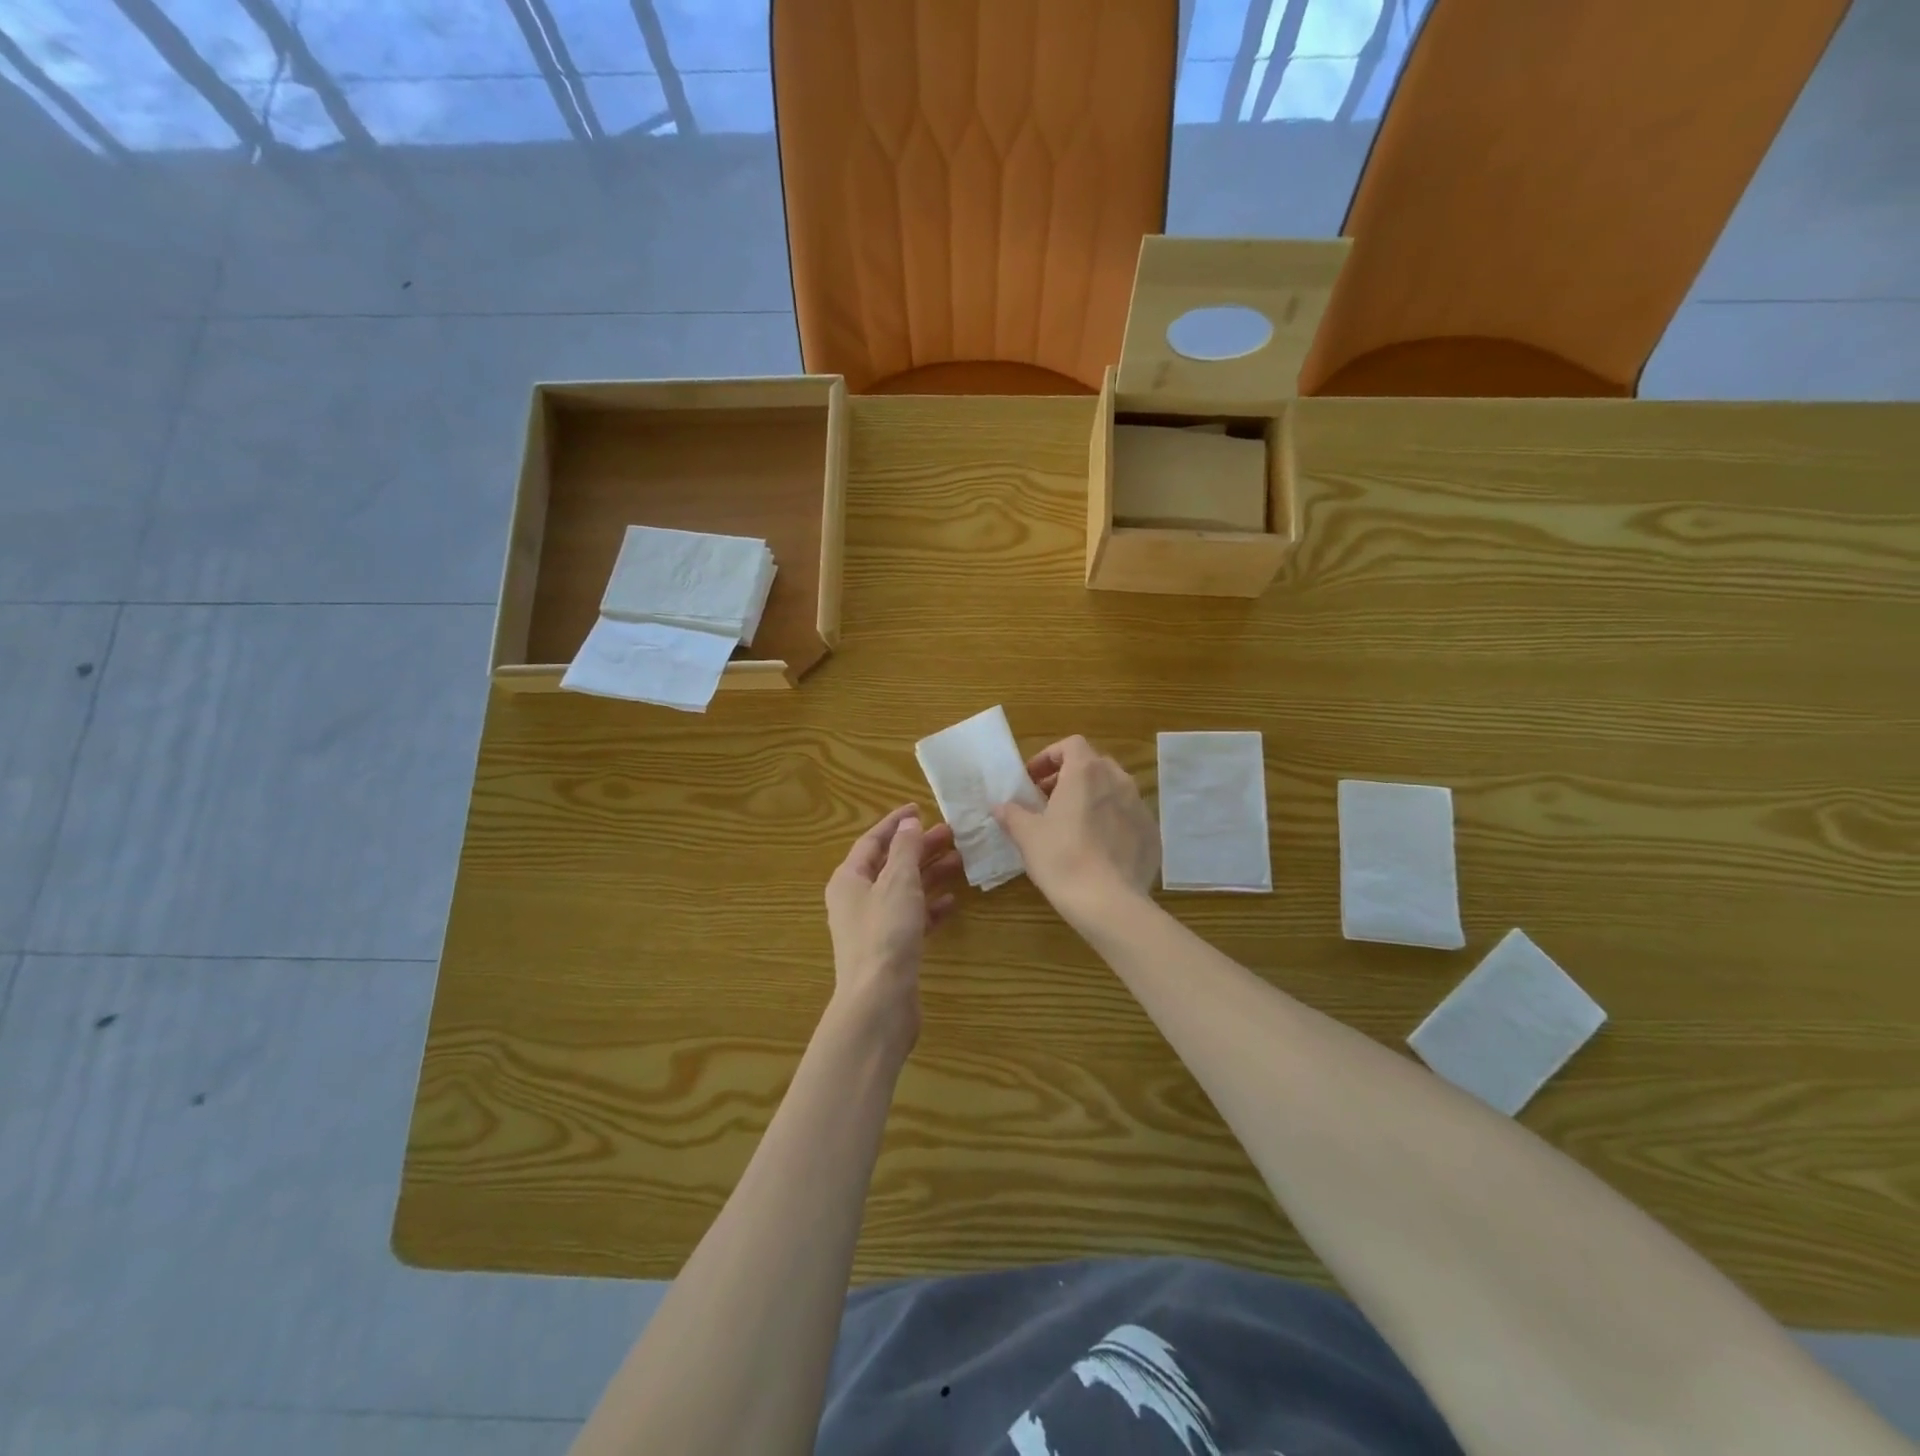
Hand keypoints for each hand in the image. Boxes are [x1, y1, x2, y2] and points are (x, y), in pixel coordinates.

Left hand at [823, 804, 961, 1054]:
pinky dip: (930, 908)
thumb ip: (905, 850)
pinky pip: (912, 919)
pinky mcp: (891, 950)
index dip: (896, 823)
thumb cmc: (885, 933)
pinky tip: (952, 902)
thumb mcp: (898, 882)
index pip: (872, 841)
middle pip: (890, 865)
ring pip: (904, 891)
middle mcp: (857, 900)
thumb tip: (908, 822)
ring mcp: (873, 927)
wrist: (879, 1002)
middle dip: (919, 848)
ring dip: (929, 875)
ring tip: (960, 861)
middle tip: (952, 834)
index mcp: (849, 879)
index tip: (920, 807)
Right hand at [992, 736, 1158, 924]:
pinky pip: (1128, 817)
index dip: (1049, 757)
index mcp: (1086, 772)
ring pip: (1113, 790)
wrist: (1109, 903)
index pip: (1071, 745)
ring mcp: (1140, 806)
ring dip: (1092, 798)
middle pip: (1093, 765)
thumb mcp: (1027, 836)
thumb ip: (1013, 814)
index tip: (1032, 780)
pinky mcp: (1152, 833)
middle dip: (1069, 777)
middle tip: (1048, 801)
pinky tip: (1097, 848)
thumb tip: (1000, 806)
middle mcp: (1118, 780)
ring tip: (1073, 825)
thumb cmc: (1062, 859)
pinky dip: (1111, 822)